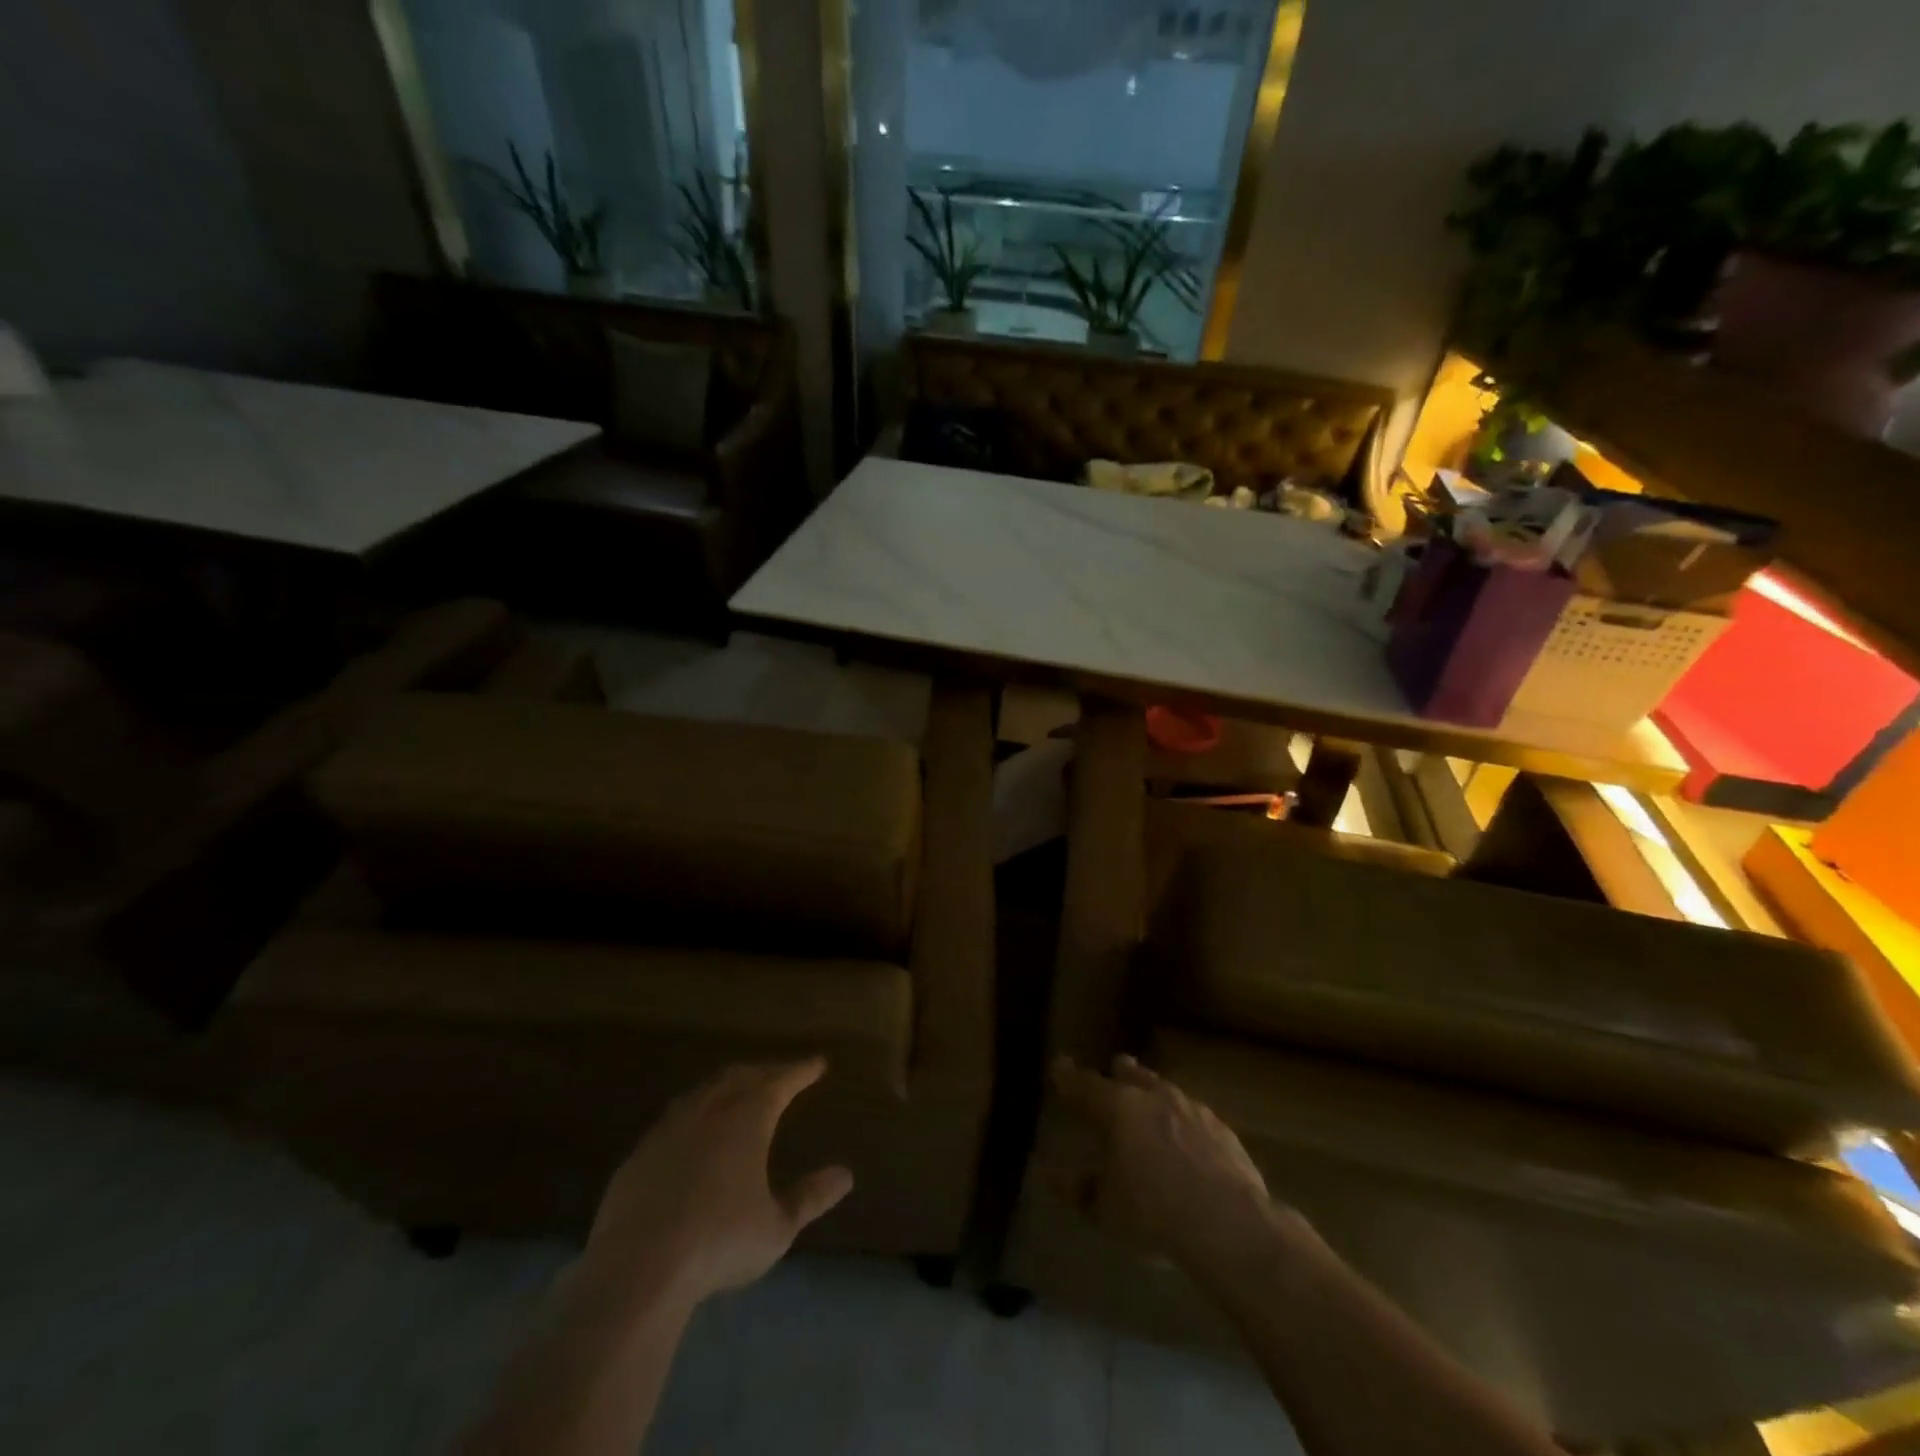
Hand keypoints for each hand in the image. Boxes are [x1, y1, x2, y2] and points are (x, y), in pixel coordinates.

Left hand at [582, 1059, 852, 1310]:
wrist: (638, 1267)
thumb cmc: (719, 1242)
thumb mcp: (776, 1227)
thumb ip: (810, 1198)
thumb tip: (845, 1175)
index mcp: (748, 1118)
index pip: (781, 1081)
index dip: (801, 1070)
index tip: (818, 1063)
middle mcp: (710, 1110)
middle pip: (742, 1077)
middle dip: (765, 1071)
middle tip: (781, 1073)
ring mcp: (670, 1128)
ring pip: (705, 1091)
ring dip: (727, 1086)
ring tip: (739, 1091)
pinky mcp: (640, 1153)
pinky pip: (674, 1119)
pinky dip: (694, 1113)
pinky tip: (692, 1132)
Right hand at [1052, 1055, 1284, 1290]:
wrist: (1231, 1225)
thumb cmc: (1155, 1214)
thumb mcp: (1105, 1210)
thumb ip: (1076, 1188)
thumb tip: (1047, 1171)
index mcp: (1117, 1107)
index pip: (1083, 1084)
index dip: (1067, 1076)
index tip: (1058, 1066)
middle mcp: (1152, 1095)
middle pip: (1131, 1074)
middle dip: (1119, 1072)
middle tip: (1113, 1071)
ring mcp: (1191, 1108)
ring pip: (1164, 1089)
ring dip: (1153, 1094)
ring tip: (1149, 1105)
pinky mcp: (1221, 1128)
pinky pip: (1193, 1114)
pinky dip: (1182, 1120)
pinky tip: (1186, 1138)